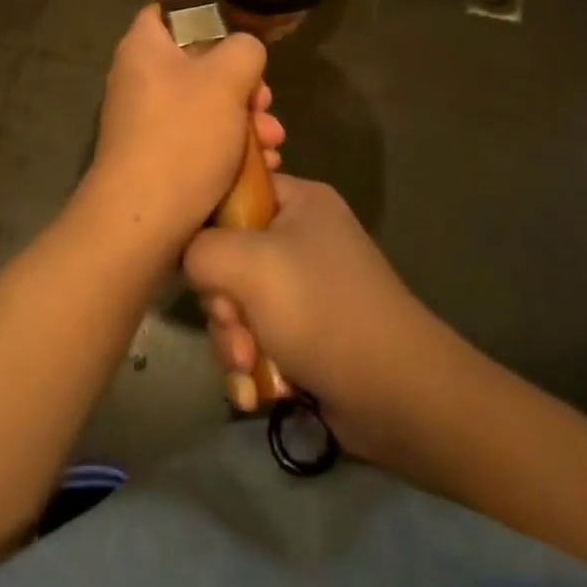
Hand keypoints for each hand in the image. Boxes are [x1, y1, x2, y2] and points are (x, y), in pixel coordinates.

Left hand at [74, 5, 284, 262]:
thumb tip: (245, 51)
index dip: (205, 16)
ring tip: (273, 141)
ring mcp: (146, 122)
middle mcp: (139, 80)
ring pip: (205, 106)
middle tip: (266, 100)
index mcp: (144, 48)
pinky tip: (262, 166)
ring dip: (244, 120)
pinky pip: (198, 140)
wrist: (143, 221)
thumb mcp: (227, 79)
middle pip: (198, 64)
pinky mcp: (157, 158)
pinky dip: (228, 148)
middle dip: (242, 83)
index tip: (239, 34)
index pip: (168, 12)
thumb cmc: (183, 136)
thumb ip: (244, 49)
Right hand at [183, 176, 442, 461]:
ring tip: (248, 365)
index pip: (235, 191)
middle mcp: (303, 237)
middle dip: (223, 302)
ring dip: (233, 339)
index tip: (202, 260)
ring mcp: (307, 288)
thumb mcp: (249, 264)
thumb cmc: (322, 309)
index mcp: (300, 201)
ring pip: (240, 304)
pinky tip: (255, 388)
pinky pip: (258, 337)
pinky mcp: (308, 333)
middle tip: (233, 324)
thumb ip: (200, 248)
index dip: (209, 224)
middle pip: (230, 256)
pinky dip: (252, 363)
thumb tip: (188, 256)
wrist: (398, 394)